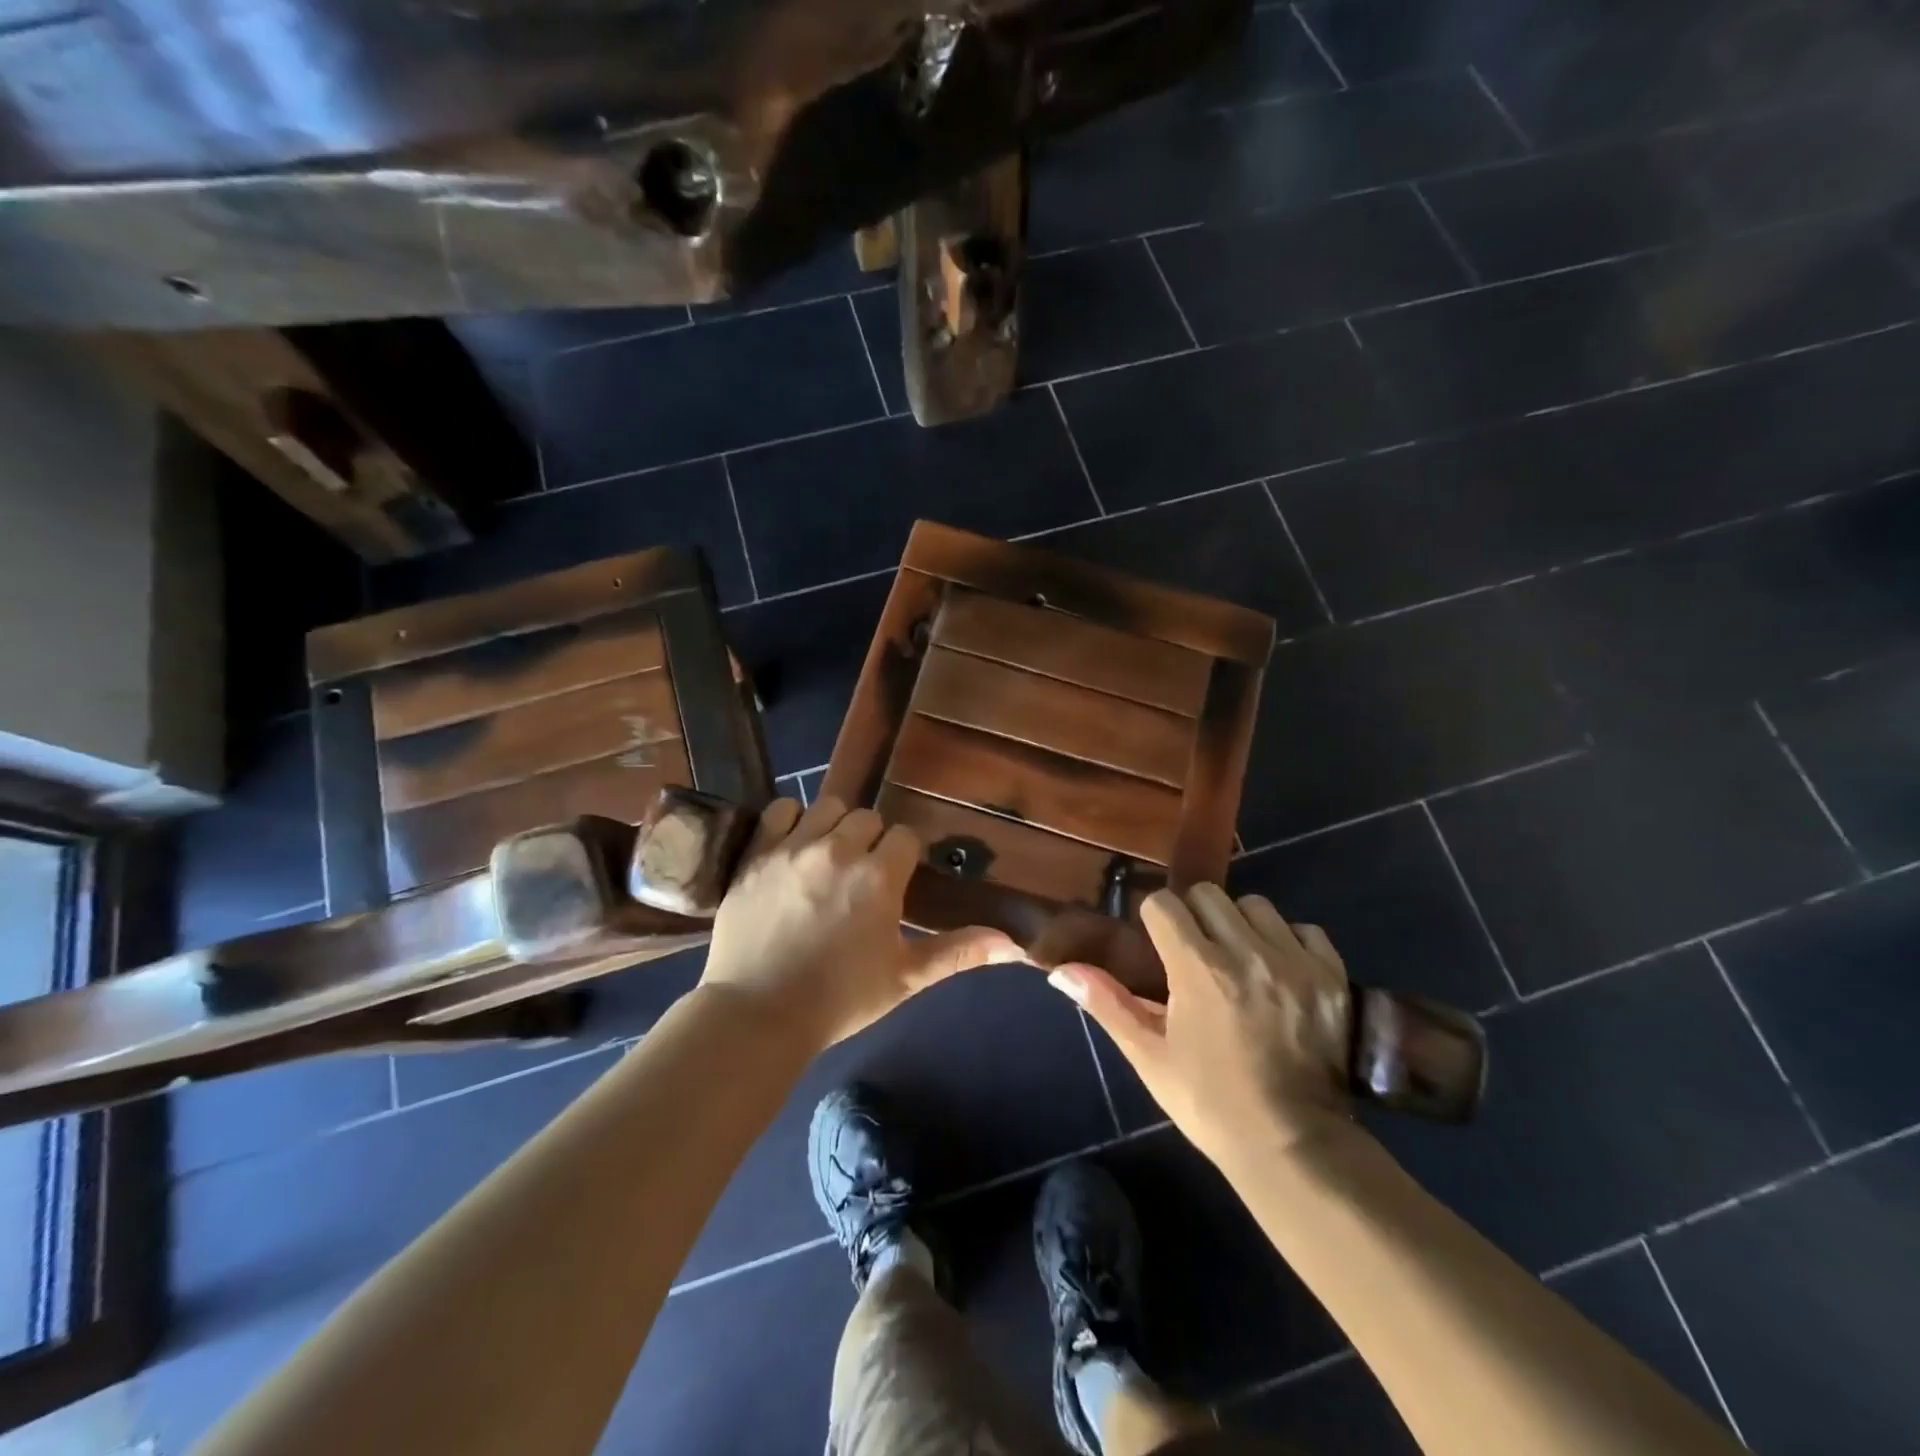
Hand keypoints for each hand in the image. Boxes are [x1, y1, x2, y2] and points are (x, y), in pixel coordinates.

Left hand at [699, 796, 1023, 1049]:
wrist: (757, 1016)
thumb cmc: (839, 1000)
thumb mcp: (905, 978)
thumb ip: (959, 952)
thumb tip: (1015, 945)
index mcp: (878, 877)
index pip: (904, 837)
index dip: (903, 856)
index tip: (895, 879)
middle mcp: (838, 850)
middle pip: (867, 818)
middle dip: (871, 841)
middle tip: (862, 875)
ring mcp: (793, 848)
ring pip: (827, 807)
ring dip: (835, 826)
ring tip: (829, 858)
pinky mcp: (756, 854)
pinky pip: (780, 809)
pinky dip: (791, 820)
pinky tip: (794, 844)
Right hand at [1048, 884, 1354, 1168]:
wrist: (1293, 1146)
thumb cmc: (1209, 1103)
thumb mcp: (1149, 1056)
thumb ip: (1107, 1004)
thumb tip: (1060, 971)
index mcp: (1198, 970)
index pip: (1165, 904)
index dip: (1154, 919)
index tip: (1156, 943)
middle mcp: (1247, 953)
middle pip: (1209, 894)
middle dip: (1194, 915)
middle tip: (1194, 952)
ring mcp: (1294, 962)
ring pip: (1256, 905)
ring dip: (1240, 924)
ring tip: (1238, 959)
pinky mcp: (1331, 976)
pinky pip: (1304, 929)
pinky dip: (1287, 941)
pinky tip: (1278, 971)